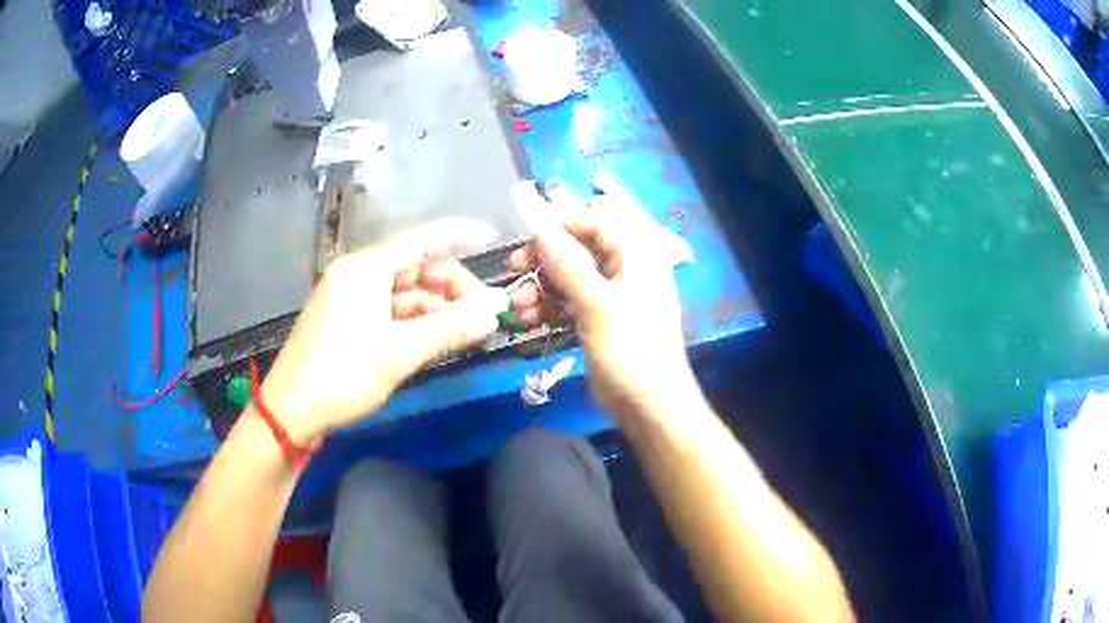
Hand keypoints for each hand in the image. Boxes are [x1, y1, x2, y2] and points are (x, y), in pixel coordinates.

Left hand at [257, 219, 508, 443]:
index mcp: (365, 269)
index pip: (421, 240)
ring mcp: (350, 297)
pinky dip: (416, 320)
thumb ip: (449, 329)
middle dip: (452, 286)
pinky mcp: (347, 319)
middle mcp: (357, 274)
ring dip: (437, 307)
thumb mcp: (399, 353)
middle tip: (483, 313)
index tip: (491, 237)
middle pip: (415, 268)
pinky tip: (438, 336)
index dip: (458, 235)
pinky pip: (390, 309)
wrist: (291, 411)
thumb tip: (494, 312)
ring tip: (468, 329)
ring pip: (404, 292)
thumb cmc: (342, 375)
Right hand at [508, 177, 698, 417]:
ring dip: (540, 288)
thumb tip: (542, 230)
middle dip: (543, 261)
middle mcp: (624, 269)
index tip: (526, 231)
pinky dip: (548, 307)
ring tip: (518, 308)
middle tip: (512, 269)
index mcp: (636, 255)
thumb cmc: (631, 349)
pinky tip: (528, 320)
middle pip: (577, 249)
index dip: (560, 223)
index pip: (596, 223)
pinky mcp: (597, 319)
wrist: (647, 404)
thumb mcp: (598, 305)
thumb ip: (569, 265)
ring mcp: (610, 295)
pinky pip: (568, 302)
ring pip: (568, 278)